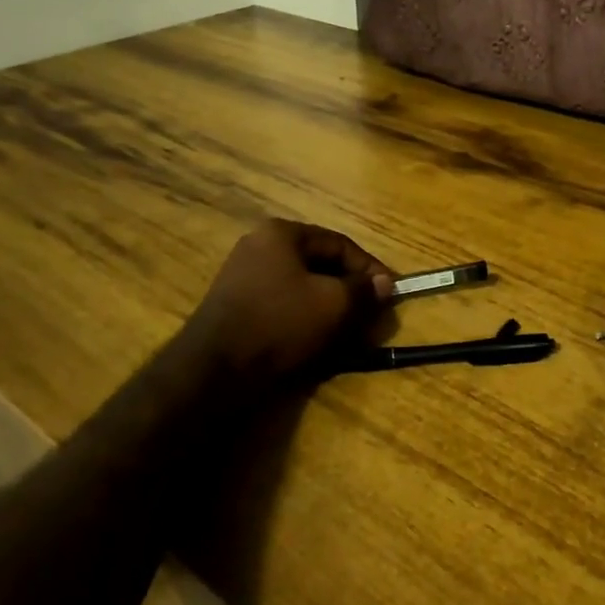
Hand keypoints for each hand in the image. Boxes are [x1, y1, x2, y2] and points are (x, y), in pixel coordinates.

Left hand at [183, 219, 393, 383]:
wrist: (215, 370)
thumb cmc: (280, 324)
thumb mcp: (333, 304)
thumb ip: (363, 290)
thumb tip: (385, 283)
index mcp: (281, 234)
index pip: (339, 243)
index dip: (370, 268)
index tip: (390, 293)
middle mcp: (259, 245)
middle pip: (319, 263)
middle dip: (349, 289)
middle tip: (370, 314)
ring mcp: (243, 275)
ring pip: (301, 286)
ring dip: (329, 305)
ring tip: (349, 331)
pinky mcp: (235, 305)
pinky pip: (282, 303)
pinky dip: (305, 316)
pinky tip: (318, 339)